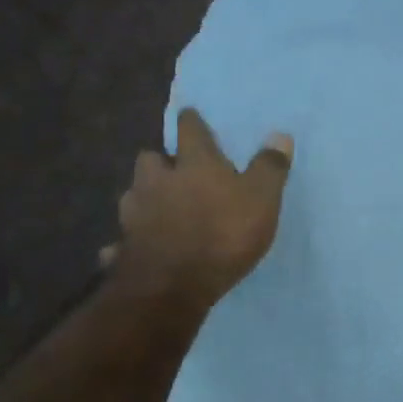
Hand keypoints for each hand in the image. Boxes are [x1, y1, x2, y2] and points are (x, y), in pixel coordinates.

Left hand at [105, 109, 293, 313]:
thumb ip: (269, 167)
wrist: (172, 285)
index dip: (192, 122)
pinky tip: (137, 248)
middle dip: (161, 161)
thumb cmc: (224, 234)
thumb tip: (280, 135)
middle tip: (174, 170)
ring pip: (133, 195)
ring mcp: (135, 214)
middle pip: (150, 159)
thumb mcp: (261, 199)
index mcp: (194, 164)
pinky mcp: (123, 247)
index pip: (190, 130)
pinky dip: (129, 241)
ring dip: (144, 197)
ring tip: (158, 208)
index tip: (190, 116)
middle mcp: (157, 181)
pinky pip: (122, 241)